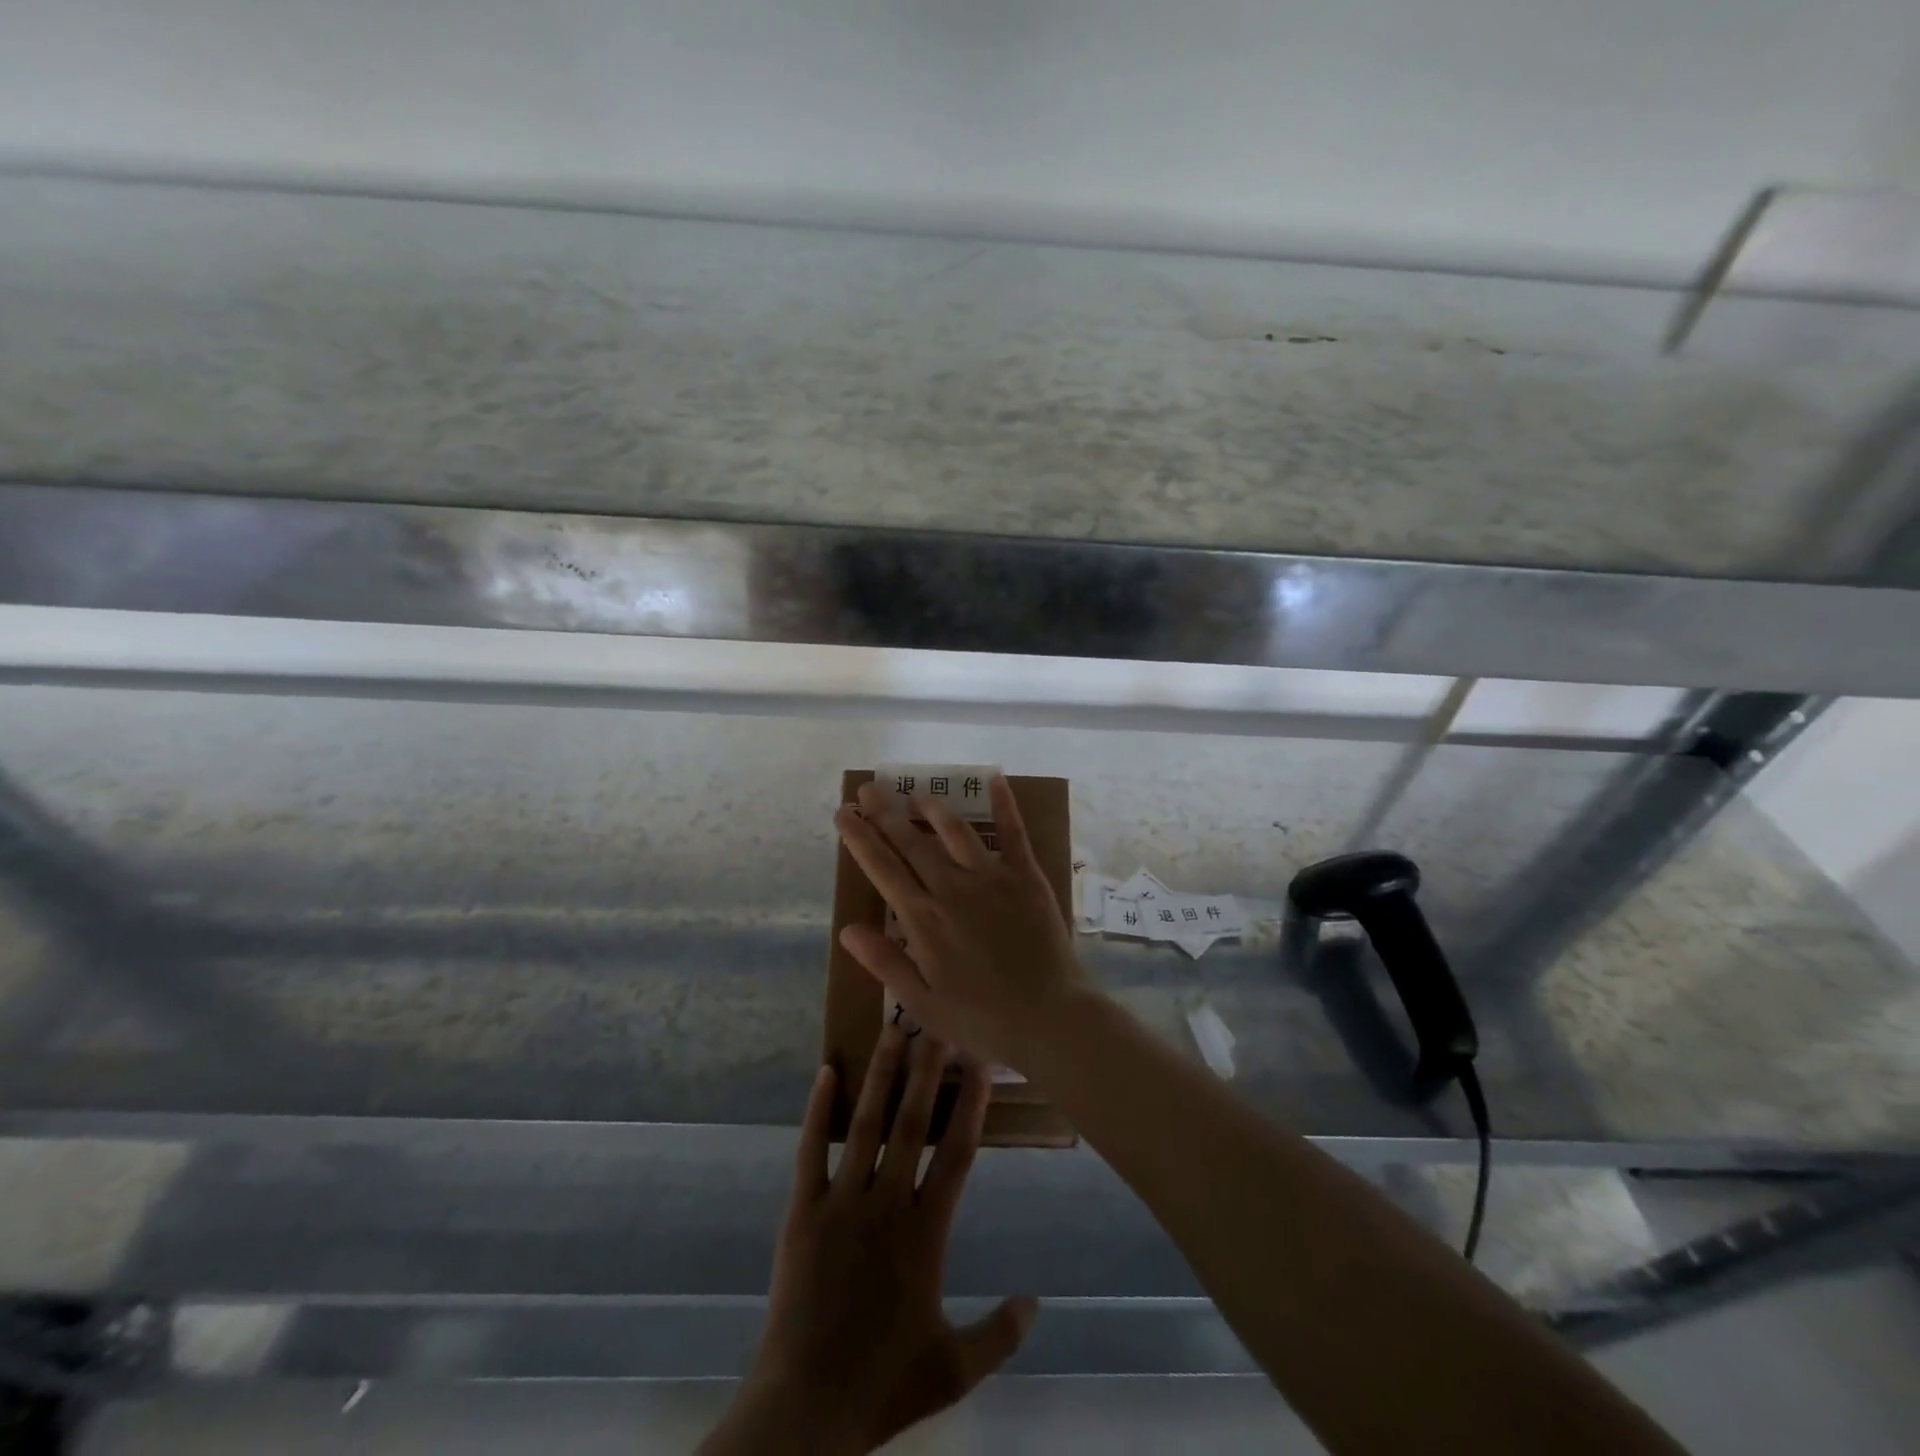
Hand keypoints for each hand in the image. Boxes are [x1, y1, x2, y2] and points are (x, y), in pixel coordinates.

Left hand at [701, 1026, 1036, 1455]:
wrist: (804, 1410)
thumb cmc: (882, 1384)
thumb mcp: (952, 1370)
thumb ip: (999, 1334)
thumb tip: (1037, 1302)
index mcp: (925, 1234)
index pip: (955, 1155)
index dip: (970, 1106)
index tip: (980, 1065)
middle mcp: (886, 1204)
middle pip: (911, 1124)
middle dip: (926, 1070)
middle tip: (936, 1024)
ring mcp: (841, 1202)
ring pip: (865, 1124)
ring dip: (880, 1075)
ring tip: (890, 1032)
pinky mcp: (802, 1210)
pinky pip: (810, 1149)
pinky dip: (818, 1110)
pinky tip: (825, 1072)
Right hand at [834, 774, 1088, 1071]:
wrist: (1049, 1018)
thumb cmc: (982, 1019)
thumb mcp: (921, 1004)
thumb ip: (885, 963)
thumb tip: (847, 929)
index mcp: (923, 919)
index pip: (882, 868)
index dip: (860, 838)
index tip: (844, 813)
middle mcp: (952, 888)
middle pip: (912, 842)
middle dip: (886, 813)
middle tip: (869, 788)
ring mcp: (991, 877)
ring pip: (955, 831)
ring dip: (932, 808)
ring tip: (916, 792)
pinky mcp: (1026, 876)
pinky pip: (1013, 832)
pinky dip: (1004, 804)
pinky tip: (995, 779)